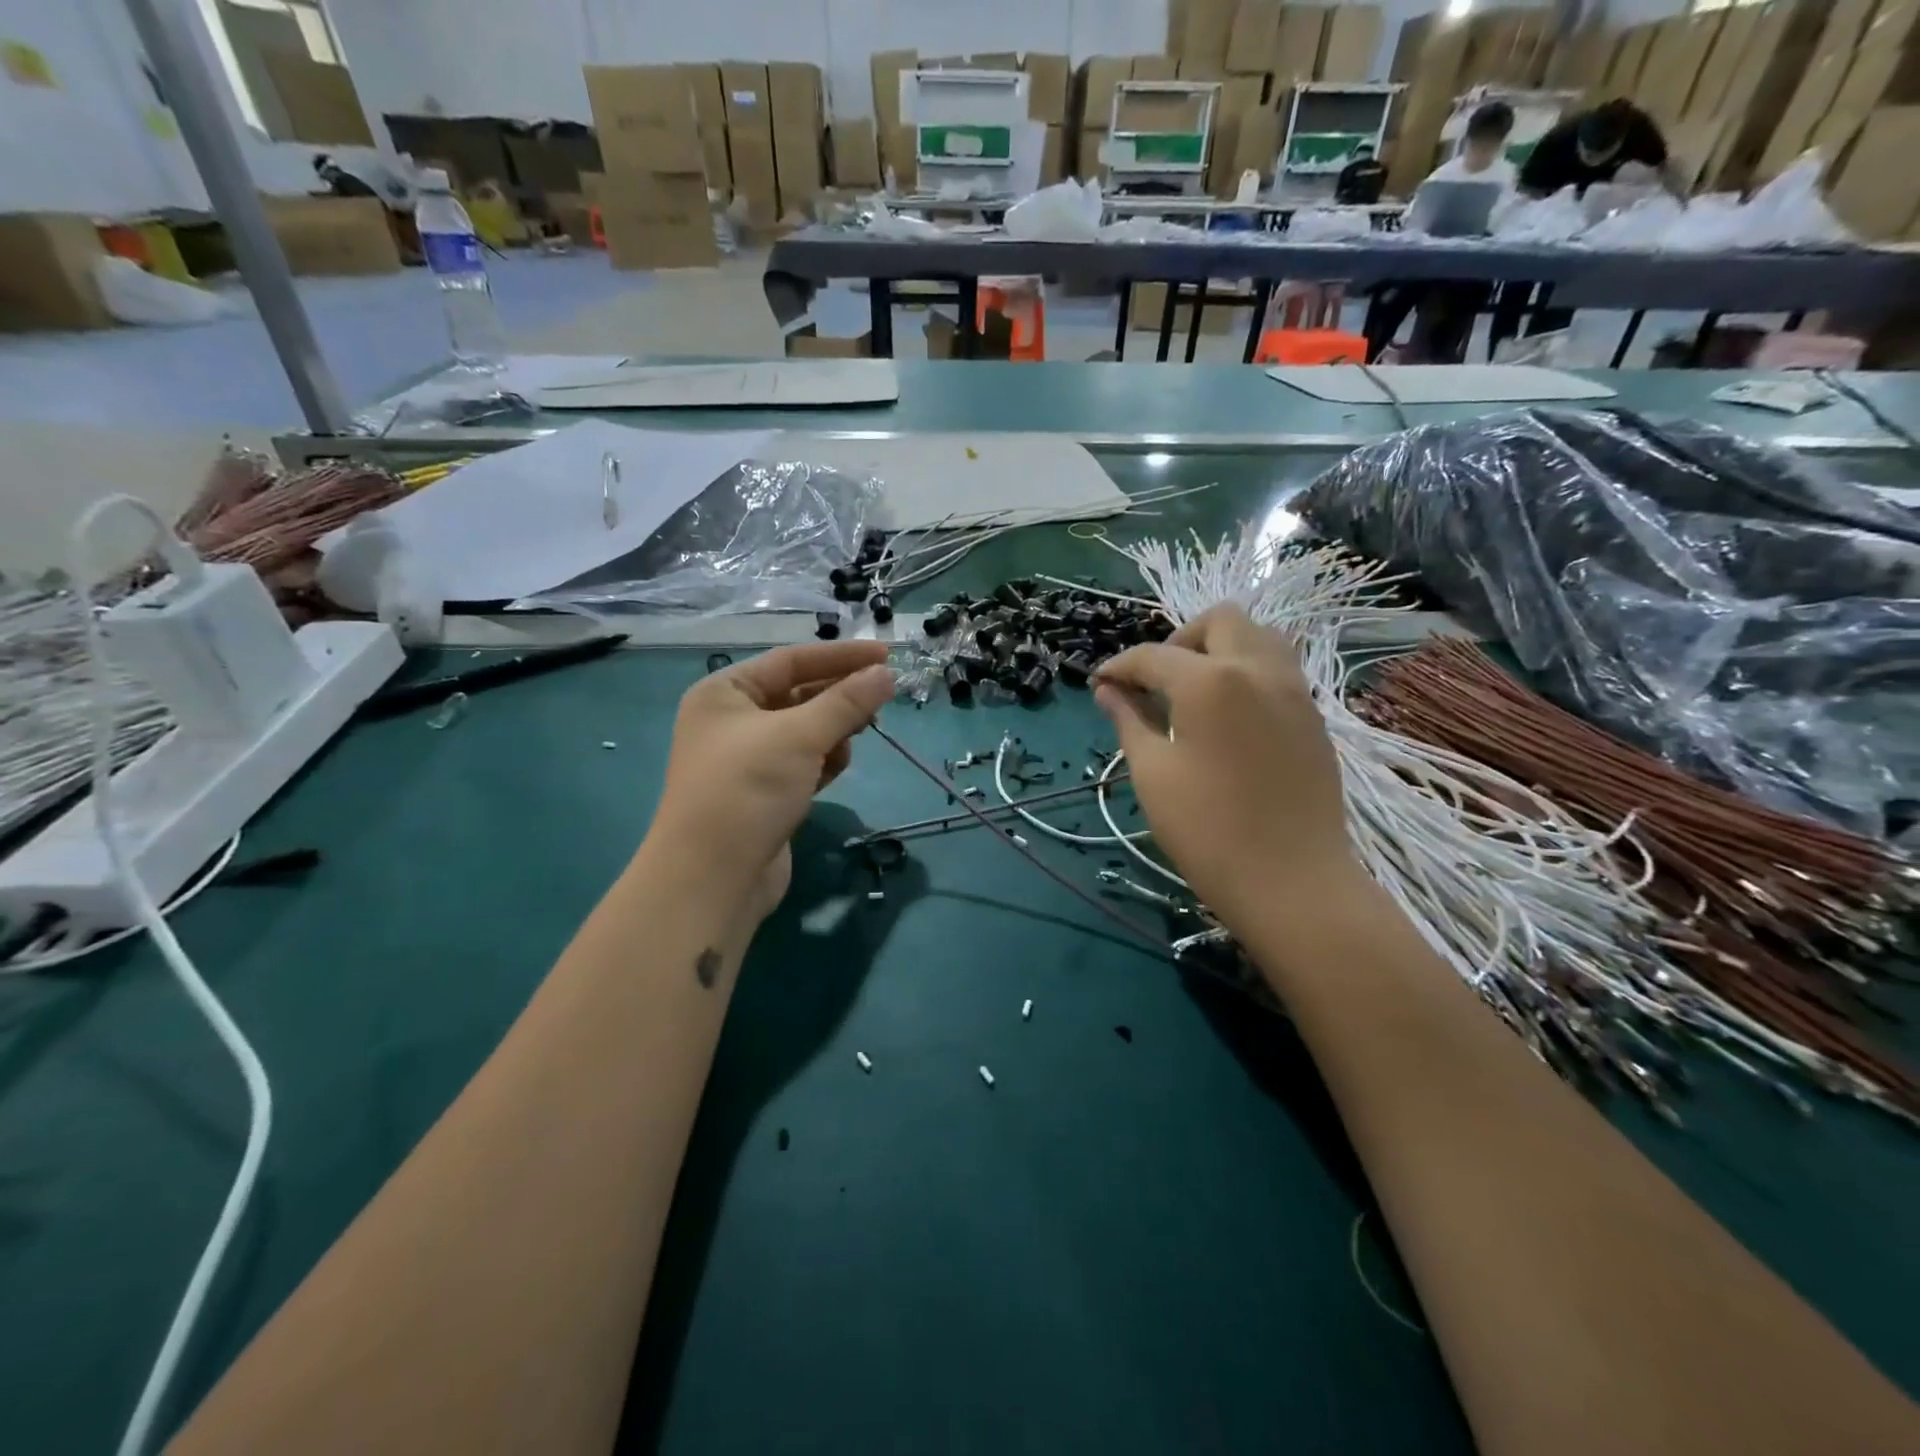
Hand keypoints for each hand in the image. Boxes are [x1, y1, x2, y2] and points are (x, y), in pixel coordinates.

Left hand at [649, 641, 894, 917]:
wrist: (713, 878)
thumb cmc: (748, 790)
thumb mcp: (800, 736)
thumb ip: (847, 702)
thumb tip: (886, 674)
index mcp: (725, 692)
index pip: (791, 660)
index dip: (841, 656)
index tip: (886, 655)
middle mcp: (732, 720)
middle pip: (799, 694)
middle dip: (840, 698)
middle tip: (882, 701)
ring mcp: (747, 759)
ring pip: (805, 731)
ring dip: (834, 732)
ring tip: (855, 739)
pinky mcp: (764, 793)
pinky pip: (803, 762)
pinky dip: (823, 761)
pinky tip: (835, 769)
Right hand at [1093, 606, 1359, 930]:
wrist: (1292, 882)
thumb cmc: (1207, 830)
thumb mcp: (1153, 774)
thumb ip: (1129, 721)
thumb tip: (1108, 691)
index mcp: (1210, 681)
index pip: (1153, 656)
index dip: (1120, 667)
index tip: (1099, 684)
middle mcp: (1258, 669)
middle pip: (1220, 620)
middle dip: (1179, 640)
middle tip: (1156, 681)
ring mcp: (1294, 690)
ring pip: (1259, 637)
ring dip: (1221, 648)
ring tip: (1194, 691)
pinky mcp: (1313, 716)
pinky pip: (1278, 669)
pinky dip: (1246, 672)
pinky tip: (1228, 717)